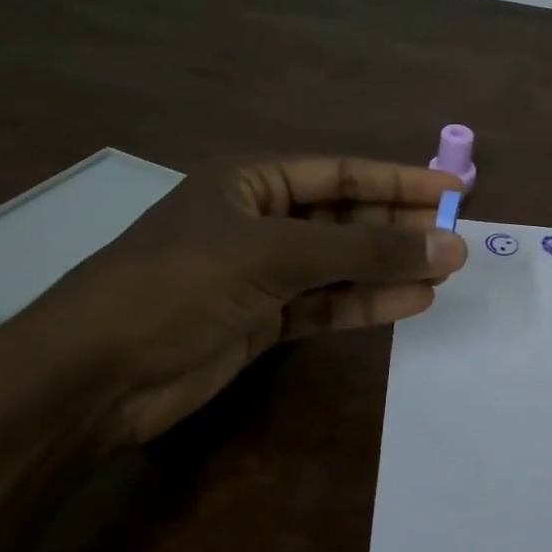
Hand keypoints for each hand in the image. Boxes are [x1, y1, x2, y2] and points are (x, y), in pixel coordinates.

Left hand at [4, 157, 466, 448]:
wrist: (94, 376)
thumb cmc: (182, 285)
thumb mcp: (278, 256)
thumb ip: (366, 251)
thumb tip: (449, 245)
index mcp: (251, 183)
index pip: (342, 174)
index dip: (399, 180)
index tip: (454, 191)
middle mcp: (259, 222)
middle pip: (345, 218)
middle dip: (398, 228)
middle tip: (456, 239)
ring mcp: (261, 274)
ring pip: (340, 265)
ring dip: (389, 267)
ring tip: (445, 272)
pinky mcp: (262, 321)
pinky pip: (326, 305)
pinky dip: (365, 304)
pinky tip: (411, 302)